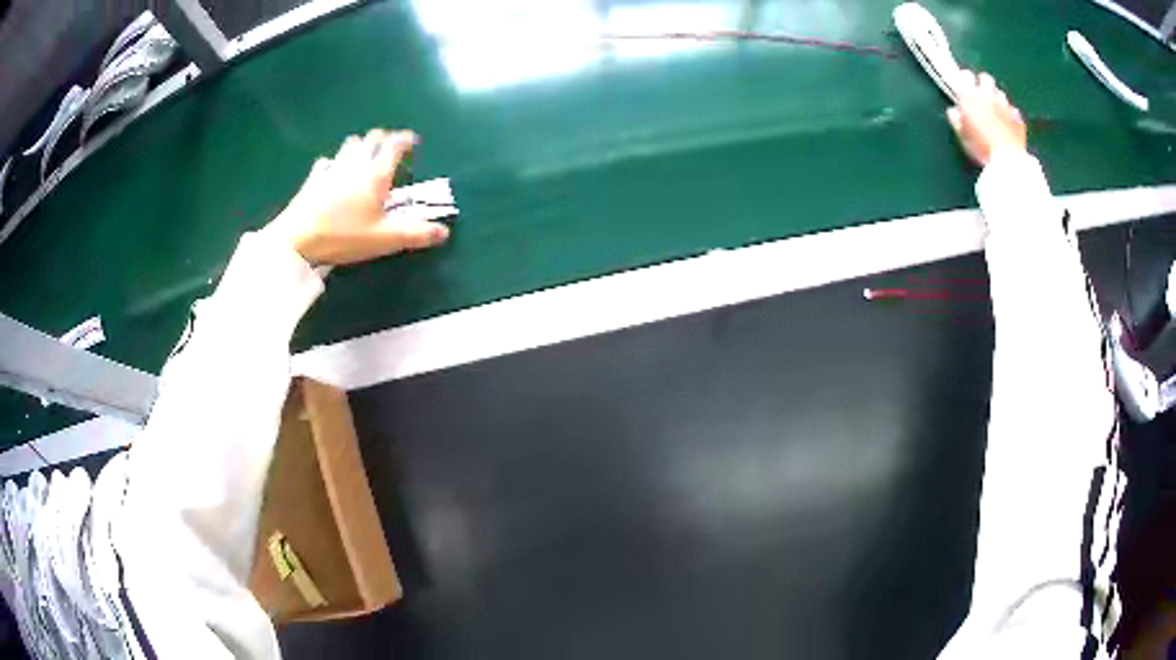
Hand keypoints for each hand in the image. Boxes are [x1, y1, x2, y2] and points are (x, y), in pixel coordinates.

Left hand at [263, 129, 449, 265]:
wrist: (297, 240)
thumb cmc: (344, 237)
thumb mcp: (384, 239)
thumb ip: (416, 234)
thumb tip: (444, 232)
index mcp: (376, 174)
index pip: (395, 145)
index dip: (406, 140)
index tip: (413, 141)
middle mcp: (356, 164)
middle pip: (372, 138)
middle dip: (384, 138)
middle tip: (391, 148)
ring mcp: (332, 168)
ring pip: (350, 144)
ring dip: (361, 145)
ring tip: (365, 156)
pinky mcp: (313, 178)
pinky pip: (327, 161)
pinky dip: (336, 162)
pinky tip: (334, 172)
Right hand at [947, 72, 1026, 166]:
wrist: (1008, 161)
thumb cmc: (981, 147)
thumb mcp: (962, 136)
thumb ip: (956, 119)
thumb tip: (954, 111)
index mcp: (972, 96)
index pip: (966, 76)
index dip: (965, 81)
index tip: (964, 89)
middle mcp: (988, 95)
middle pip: (985, 78)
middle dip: (983, 84)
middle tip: (981, 97)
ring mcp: (1005, 105)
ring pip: (1000, 93)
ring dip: (996, 99)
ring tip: (995, 112)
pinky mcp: (1018, 118)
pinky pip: (1012, 110)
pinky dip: (1009, 114)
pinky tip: (1007, 124)